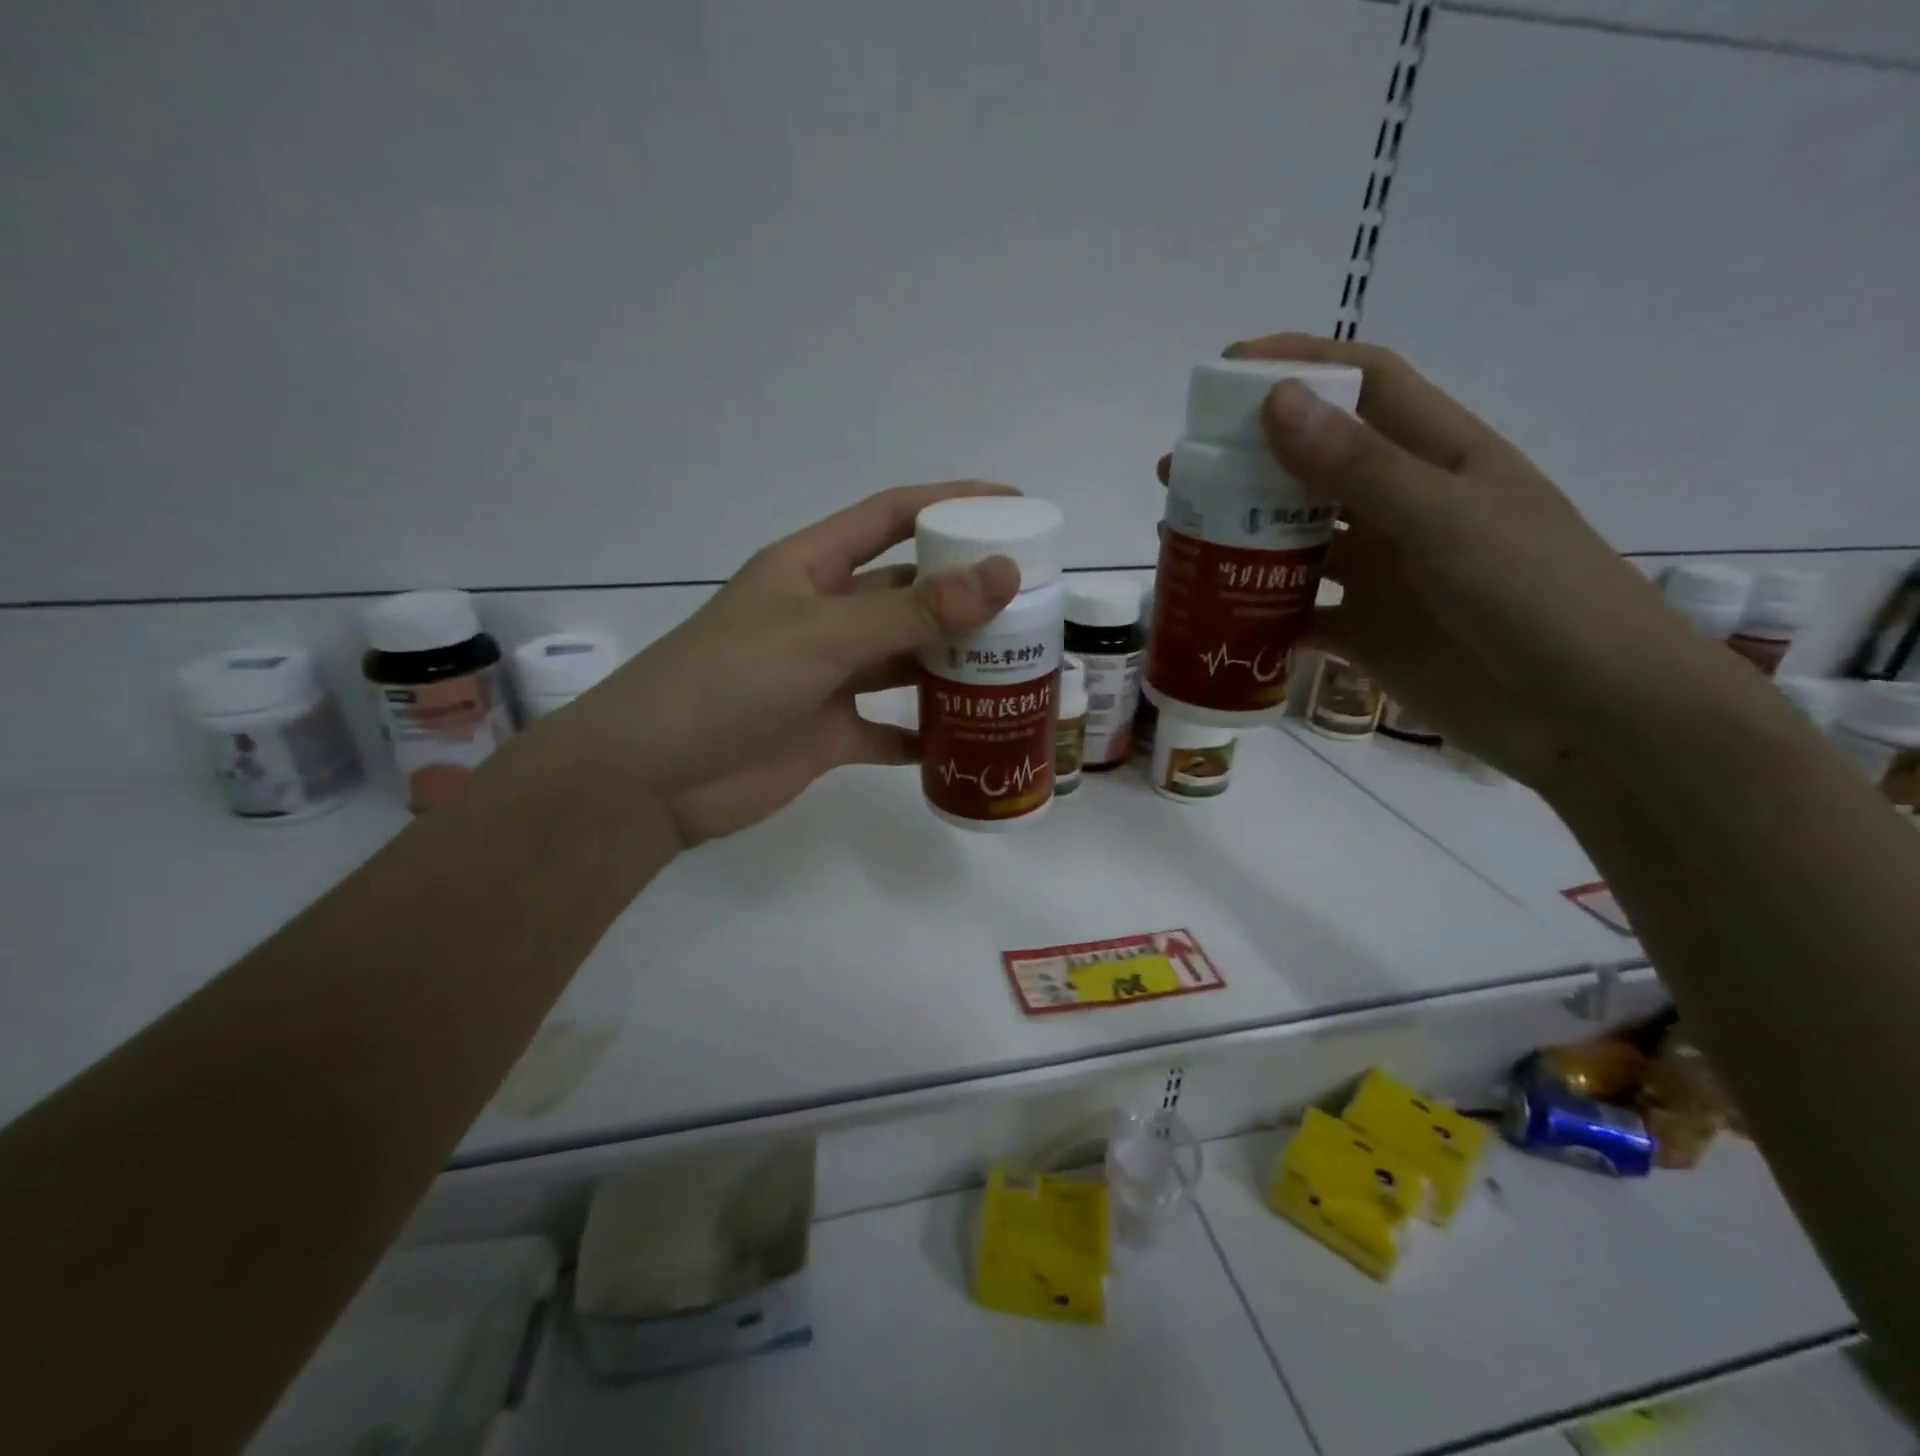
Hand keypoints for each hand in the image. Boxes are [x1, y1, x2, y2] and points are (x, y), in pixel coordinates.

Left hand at [561, 483, 1021, 846]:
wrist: (654, 778)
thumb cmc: (728, 681)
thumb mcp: (822, 635)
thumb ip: (912, 611)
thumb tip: (1001, 575)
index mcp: (812, 569)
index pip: (890, 517)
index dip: (949, 503)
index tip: (1012, 504)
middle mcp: (824, 616)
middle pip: (908, 593)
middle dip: (965, 595)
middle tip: (1032, 603)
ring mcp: (827, 677)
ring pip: (905, 660)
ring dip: (952, 665)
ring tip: (1015, 667)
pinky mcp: (828, 732)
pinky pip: (890, 728)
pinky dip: (924, 733)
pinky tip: (967, 737)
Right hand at [1181, 334, 1737, 786]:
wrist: (1589, 717)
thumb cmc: (1537, 599)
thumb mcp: (1447, 523)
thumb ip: (1360, 468)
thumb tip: (1275, 401)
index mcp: (1439, 457)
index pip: (1363, 386)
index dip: (1298, 367)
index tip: (1225, 376)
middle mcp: (1404, 508)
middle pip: (1313, 466)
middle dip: (1246, 461)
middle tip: (1179, 472)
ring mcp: (1383, 574)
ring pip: (1296, 543)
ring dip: (1241, 538)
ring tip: (1179, 539)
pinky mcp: (1366, 632)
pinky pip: (1297, 615)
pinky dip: (1258, 614)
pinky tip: (1213, 614)